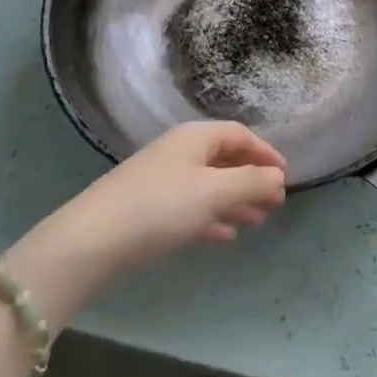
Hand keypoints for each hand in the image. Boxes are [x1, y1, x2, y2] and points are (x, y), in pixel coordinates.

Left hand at [20, 122, 287, 295]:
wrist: (91, 241)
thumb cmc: (160, 207)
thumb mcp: (214, 193)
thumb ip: (252, 183)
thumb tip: (279, 177)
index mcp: (195, 137)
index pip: (240, 135)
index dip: (266, 152)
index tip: (286, 175)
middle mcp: (178, 151)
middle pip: (224, 158)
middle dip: (252, 179)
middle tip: (276, 202)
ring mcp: (160, 179)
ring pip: (208, 184)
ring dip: (235, 200)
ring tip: (257, 221)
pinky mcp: (146, 208)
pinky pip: (190, 206)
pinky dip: (211, 217)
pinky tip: (224, 237)